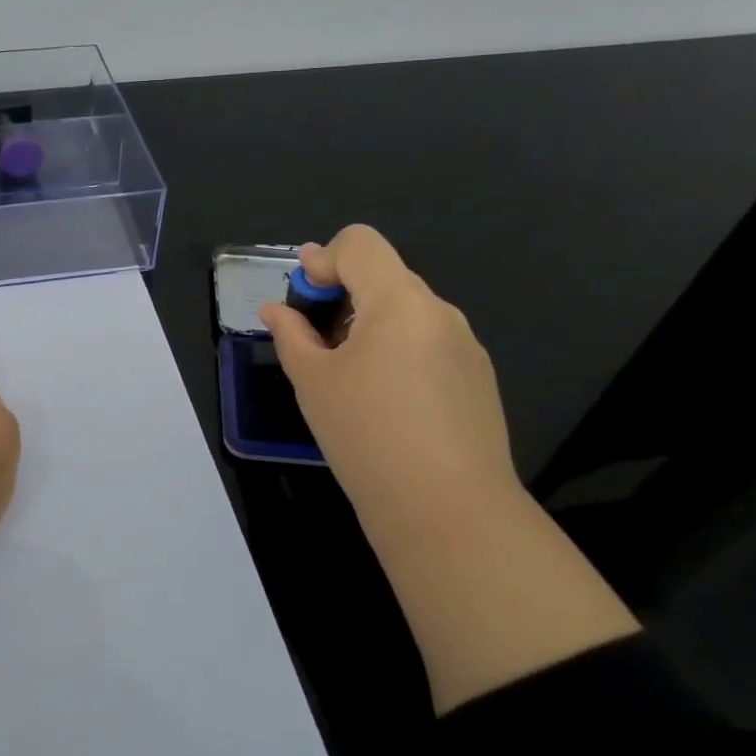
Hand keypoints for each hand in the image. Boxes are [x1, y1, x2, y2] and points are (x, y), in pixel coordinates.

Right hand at [260, 225, 520, 528]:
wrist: (449, 512)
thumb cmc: (367, 435)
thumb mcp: (313, 381)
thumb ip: (291, 334)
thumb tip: (276, 309)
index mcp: (399, 301)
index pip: (360, 243)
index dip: (323, 260)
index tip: (305, 301)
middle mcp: (439, 312)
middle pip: (384, 276)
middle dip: (343, 295)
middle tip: (314, 340)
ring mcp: (466, 346)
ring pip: (407, 312)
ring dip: (370, 324)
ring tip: (348, 376)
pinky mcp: (478, 380)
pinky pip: (429, 344)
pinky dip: (398, 351)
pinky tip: (386, 402)